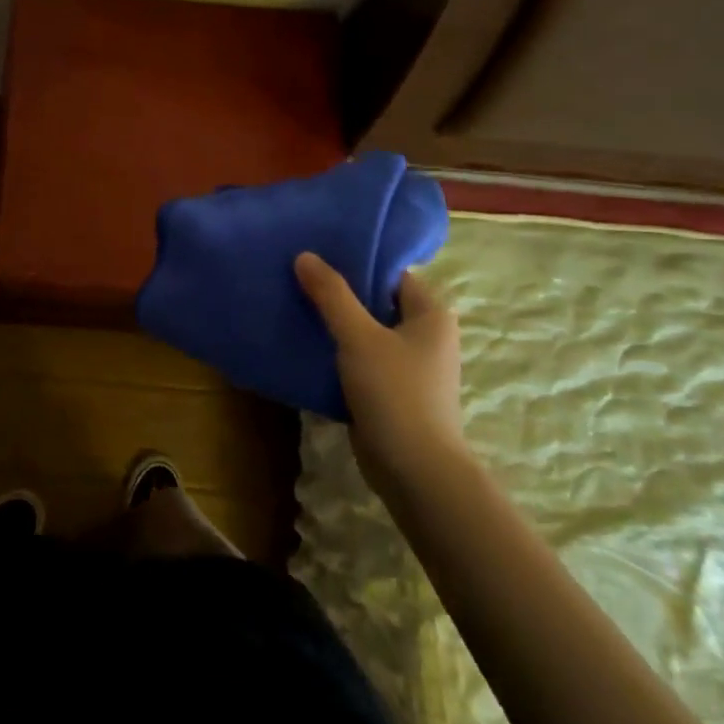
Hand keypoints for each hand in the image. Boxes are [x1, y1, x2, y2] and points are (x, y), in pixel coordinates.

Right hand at [294, 253, 465, 496]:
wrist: (414, 471)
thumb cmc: (395, 393)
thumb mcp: (359, 337)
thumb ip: (331, 295)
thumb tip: (305, 256)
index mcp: (430, 314)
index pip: (391, 273)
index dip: (356, 260)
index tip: (317, 253)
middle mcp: (424, 335)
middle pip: (375, 301)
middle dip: (338, 292)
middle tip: (297, 276)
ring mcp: (408, 366)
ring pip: (364, 332)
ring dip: (333, 323)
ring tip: (293, 304)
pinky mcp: (390, 391)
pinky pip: (358, 360)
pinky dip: (335, 352)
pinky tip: (303, 344)